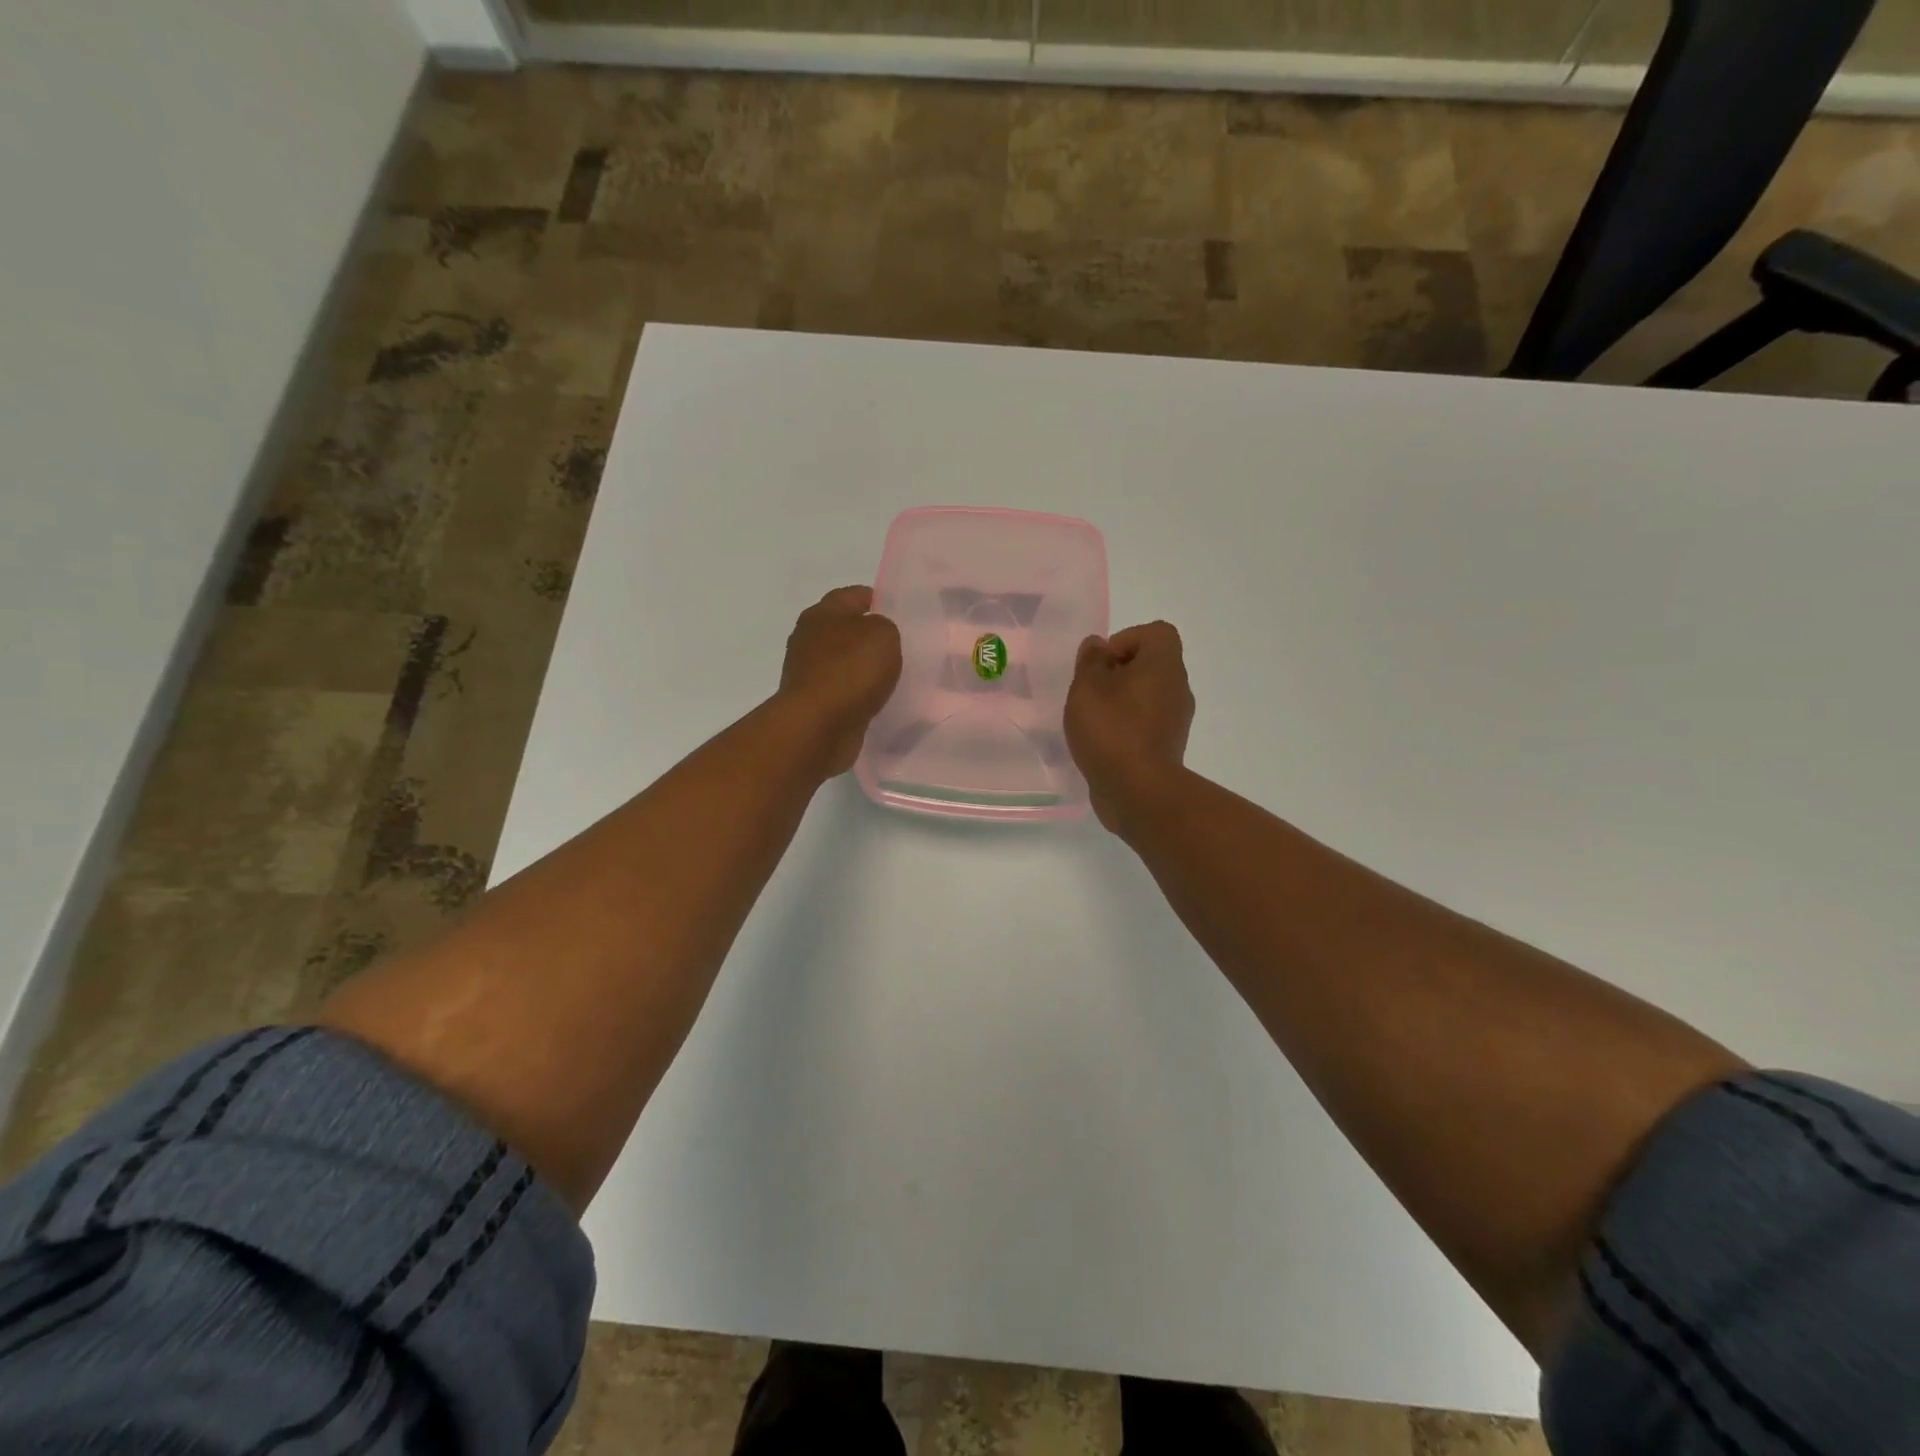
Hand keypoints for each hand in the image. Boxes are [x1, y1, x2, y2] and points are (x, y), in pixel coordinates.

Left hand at [776, 585, 903, 777]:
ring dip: (866, 669)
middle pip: (847, 630)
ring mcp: (810, 673)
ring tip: (897, 676)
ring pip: (846, 663)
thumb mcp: (883, 634)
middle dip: (872, 636)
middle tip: (905, 646)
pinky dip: (860, 694)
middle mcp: (810, 639)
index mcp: (822, 613)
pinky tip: (881, 700)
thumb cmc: (850, 670)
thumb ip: (885, 626)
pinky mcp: (815, 703)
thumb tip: (877, 637)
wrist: (818, 726)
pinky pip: (845, 692)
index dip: (878, 599)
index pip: (853, 595)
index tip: (902, 612)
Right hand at [1064, 621, 1194, 833]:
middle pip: (1151, 664)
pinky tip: (1103, 743)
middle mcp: (1178, 687)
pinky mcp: (1168, 746)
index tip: (1102, 663)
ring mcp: (1176, 719)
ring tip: (1093, 720)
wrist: (1138, 791)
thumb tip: (1098, 646)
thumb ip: (1090, 661)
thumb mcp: (1087, 687)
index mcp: (1164, 665)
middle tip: (1091, 692)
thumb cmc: (1111, 729)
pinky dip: (1127, 726)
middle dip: (1118, 673)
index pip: (1156, 633)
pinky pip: (1147, 722)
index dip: (1126, 639)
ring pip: (1148, 695)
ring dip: (1121, 701)